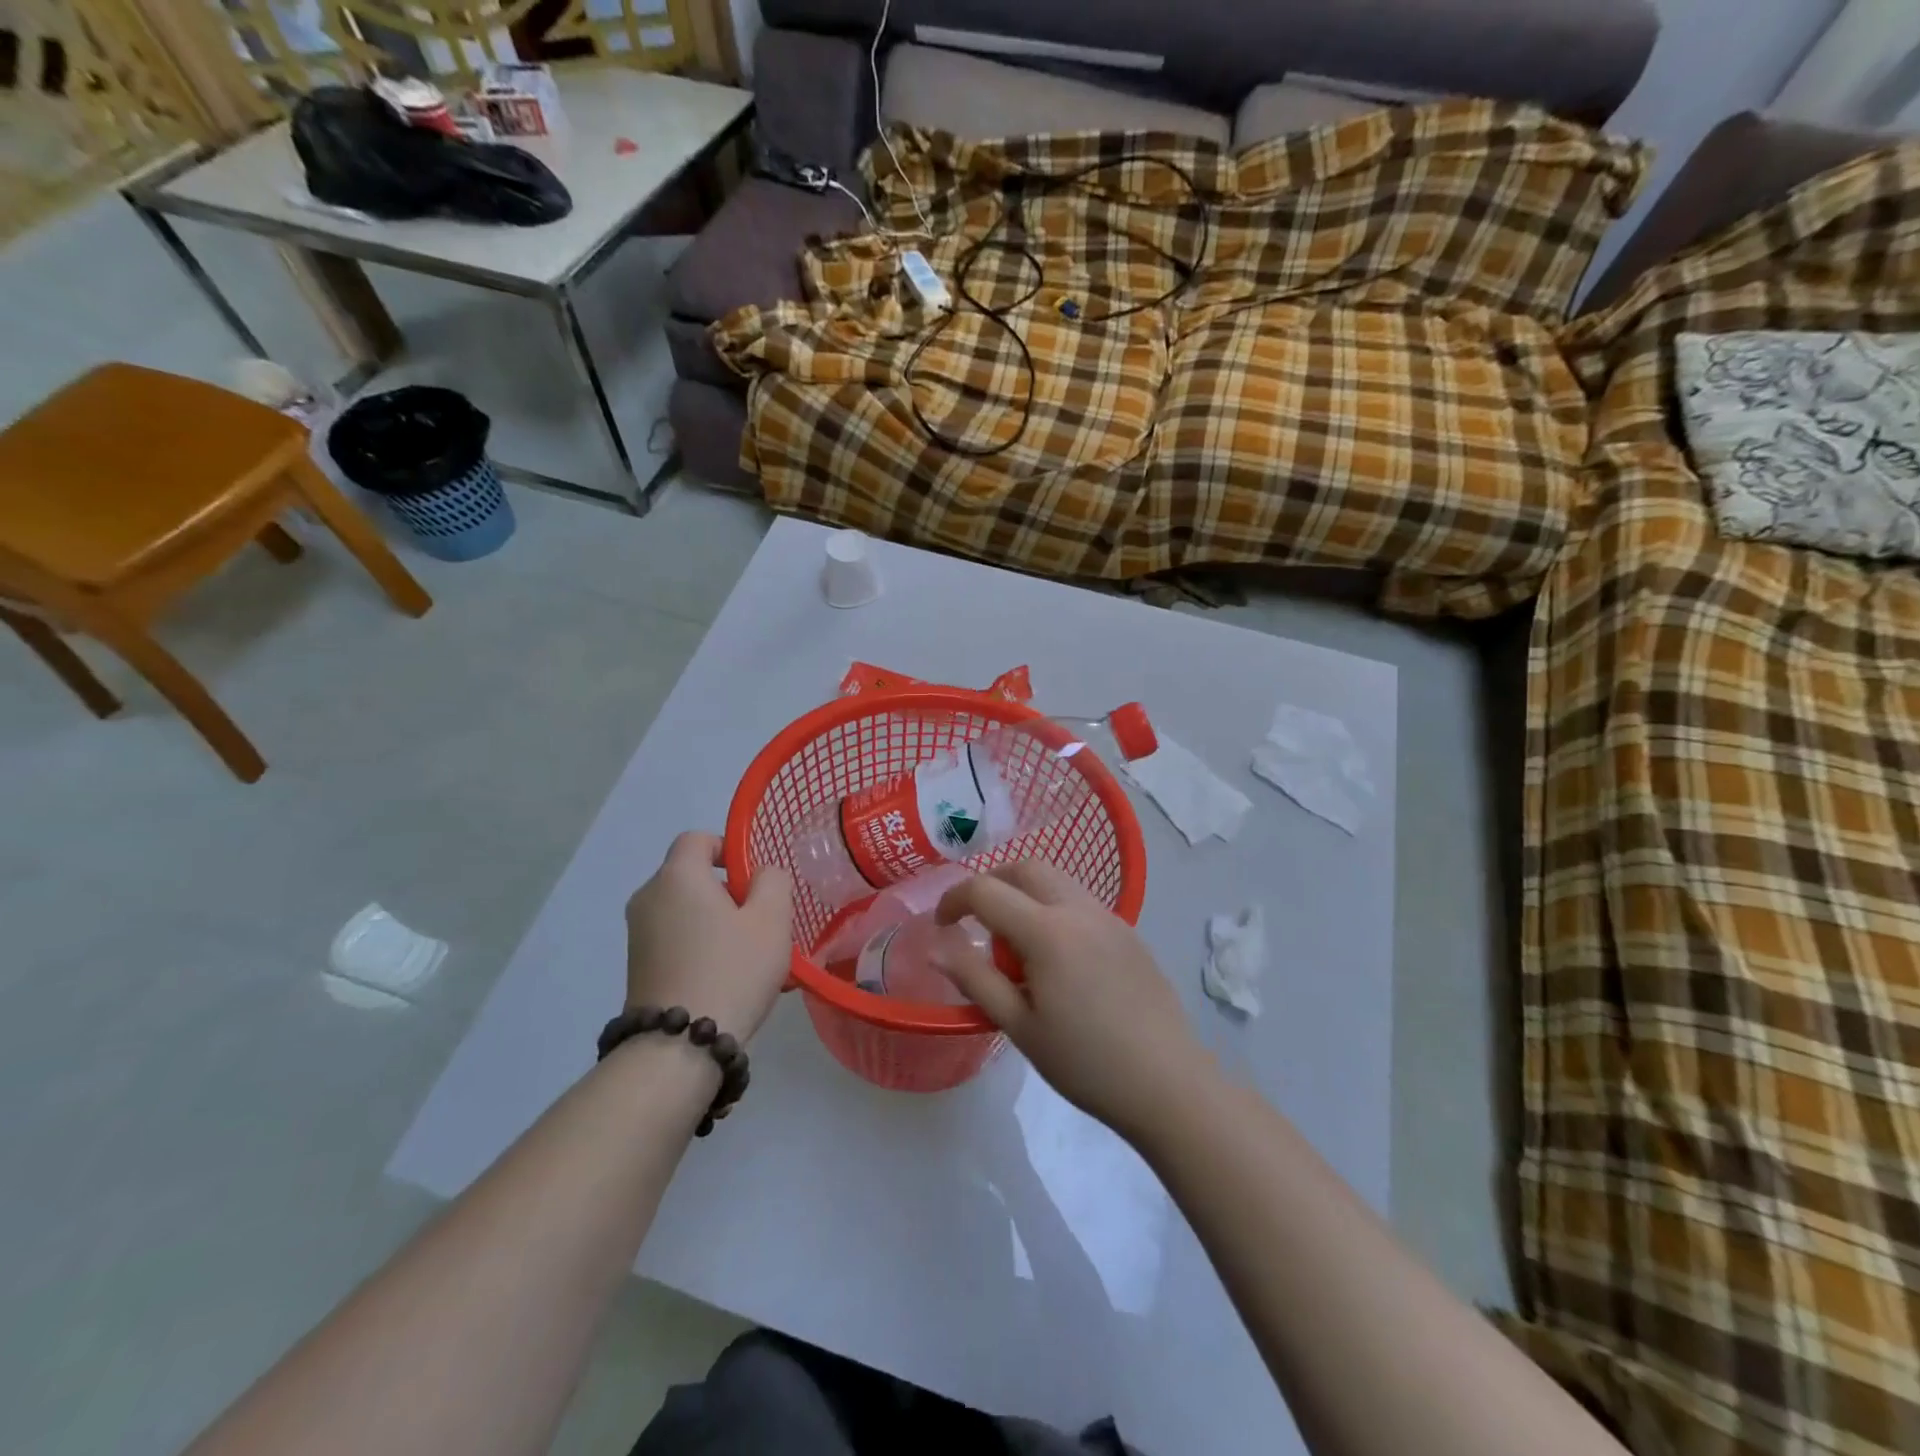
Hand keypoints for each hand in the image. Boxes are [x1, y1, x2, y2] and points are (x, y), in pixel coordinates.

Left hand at [624, 833, 793, 1041]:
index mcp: (677, 876)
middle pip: (693, 877)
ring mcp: (638, 935)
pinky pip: (676, 940)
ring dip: (718, 924)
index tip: (754, 881)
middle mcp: (648, 897)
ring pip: (686, 912)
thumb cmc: (731, 969)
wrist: (678, 1046)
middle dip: (729, 893)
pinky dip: (701, 947)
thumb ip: (773, 881)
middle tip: (761, 923)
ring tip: (750, 957)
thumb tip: (760, 875)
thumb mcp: (771, 918)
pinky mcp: (637, 967)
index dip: (728, 849)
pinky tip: (728, 979)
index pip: (698, 839)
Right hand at [934, 861, 1208, 1141]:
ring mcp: (1109, 917)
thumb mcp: (1020, 1026)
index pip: (986, 890)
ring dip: (1025, 894)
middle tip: (977, 922)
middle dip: (992, 883)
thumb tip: (935, 947)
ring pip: (1056, 880)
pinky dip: (1054, 909)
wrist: (1168, 1084)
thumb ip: (975, 979)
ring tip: (1018, 947)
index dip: (954, 900)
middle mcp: (1079, 909)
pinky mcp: (1129, 932)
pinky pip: (1080, 901)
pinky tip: (1057, 959)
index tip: (941, 926)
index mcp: (1047, 931)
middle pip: (1025, 868)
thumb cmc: (1085, 1062)